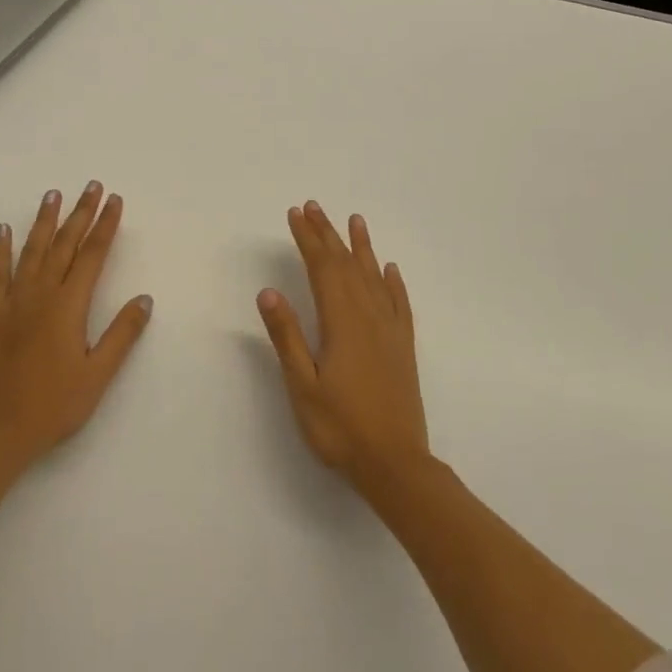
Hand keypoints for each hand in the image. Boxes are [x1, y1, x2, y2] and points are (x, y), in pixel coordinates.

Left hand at [0, 182, 153, 471]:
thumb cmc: (53, 406)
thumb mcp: (97, 376)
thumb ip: (121, 335)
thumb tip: (144, 299)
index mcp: (69, 306)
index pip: (92, 255)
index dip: (105, 225)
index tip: (114, 200)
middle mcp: (41, 294)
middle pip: (64, 244)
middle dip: (81, 213)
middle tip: (92, 185)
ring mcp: (13, 301)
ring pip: (32, 250)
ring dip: (44, 220)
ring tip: (54, 194)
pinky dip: (1, 249)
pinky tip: (3, 230)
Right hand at [258, 201, 428, 490]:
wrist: (396, 465)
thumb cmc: (341, 428)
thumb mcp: (303, 386)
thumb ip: (287, 337)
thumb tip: (268, 291)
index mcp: (341, 322)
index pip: (322, 268)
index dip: (307, 239)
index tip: (294, 214)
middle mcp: (368, 316)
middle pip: (346, 264)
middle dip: (327, 234)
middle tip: (313, 206)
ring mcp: (389, 331)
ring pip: (373, 276)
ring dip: (361, 247)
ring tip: (354, 220)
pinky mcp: (403, 347)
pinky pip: (399, 303)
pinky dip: (393, 282)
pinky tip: (390, 269)